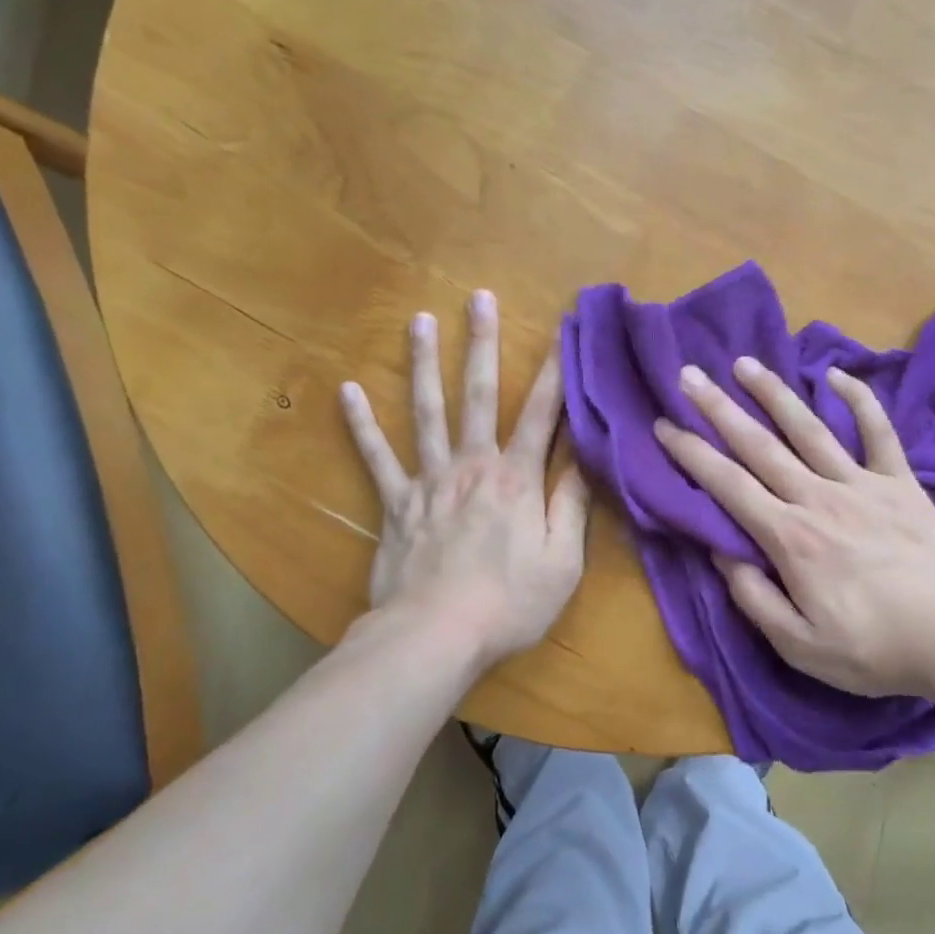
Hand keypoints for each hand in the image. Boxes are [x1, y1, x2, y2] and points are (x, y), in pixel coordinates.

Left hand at [339, 291, 587, 676]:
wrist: (435, 636)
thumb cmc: (509, 603)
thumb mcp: (562, 561)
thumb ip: (572, 505)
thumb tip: (586, 457)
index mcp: (517, 479)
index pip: (542, 414)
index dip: (556, 370)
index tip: (562, 330)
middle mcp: (473, 466)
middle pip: (479, 395)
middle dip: (482, 344)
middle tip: (479, 298)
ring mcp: (429, 481)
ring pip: (426, 412)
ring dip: (424, 364)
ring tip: (419, 320)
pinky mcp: (395, 504)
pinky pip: (376, 458)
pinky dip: (361, 424)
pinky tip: (348, 390)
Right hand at [654, 358, 934, 699]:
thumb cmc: (872, 649)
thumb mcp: (798, 645)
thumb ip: (754, 597)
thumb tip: (721, 552)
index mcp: (789, 538)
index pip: (728, 486)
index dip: (691, 453)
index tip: (664, 426)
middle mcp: (818, 498)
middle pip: (759, 446)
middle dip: (719, 409)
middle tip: (688, 375)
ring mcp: (862, 485)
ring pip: (809, 429)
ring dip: (774, 393)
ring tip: (745, 364)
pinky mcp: (900, 483)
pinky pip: (879, 433)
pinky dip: (859, 401)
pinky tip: (836, 375)